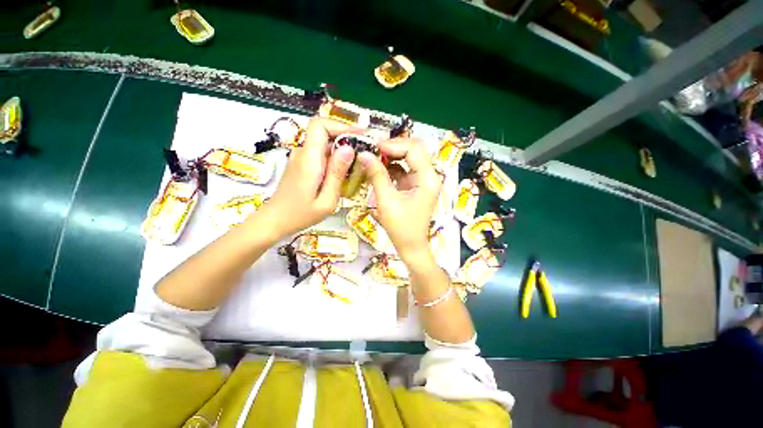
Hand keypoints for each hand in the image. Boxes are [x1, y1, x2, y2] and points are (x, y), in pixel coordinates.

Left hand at [262, 118, 355, 238]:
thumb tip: (349, 148)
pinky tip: (345, 171)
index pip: (320, 125)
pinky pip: (320, 153)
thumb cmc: (300, 215)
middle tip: (365, 150)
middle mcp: (303, 153)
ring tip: (359, 161)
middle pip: (324, 132)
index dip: (341, 125)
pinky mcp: (302, 164)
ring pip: (323, 143)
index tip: (360, 134)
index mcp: (309, 160)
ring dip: (342, 148)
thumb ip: (337, 174)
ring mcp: (301, 158)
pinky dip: (334, 157)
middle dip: (346, 137)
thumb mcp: (326, 200)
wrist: (274, 221)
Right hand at [359, 138, 442, 260]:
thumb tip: (364, 154)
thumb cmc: (400, 227)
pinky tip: (379, 169)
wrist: (410, 246)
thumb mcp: (386, 200)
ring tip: (373, 157)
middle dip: (393, 148)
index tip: (374, 147)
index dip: (393, 145)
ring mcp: (423, 180)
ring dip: (392, 156)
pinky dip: (392, 167)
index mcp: (428, 178)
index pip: (413, 149)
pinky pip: (405, 169)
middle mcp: (429, 175)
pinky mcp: (416, 185)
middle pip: (413, 150)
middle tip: (373, 150)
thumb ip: (377, 175)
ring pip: (409, 158)